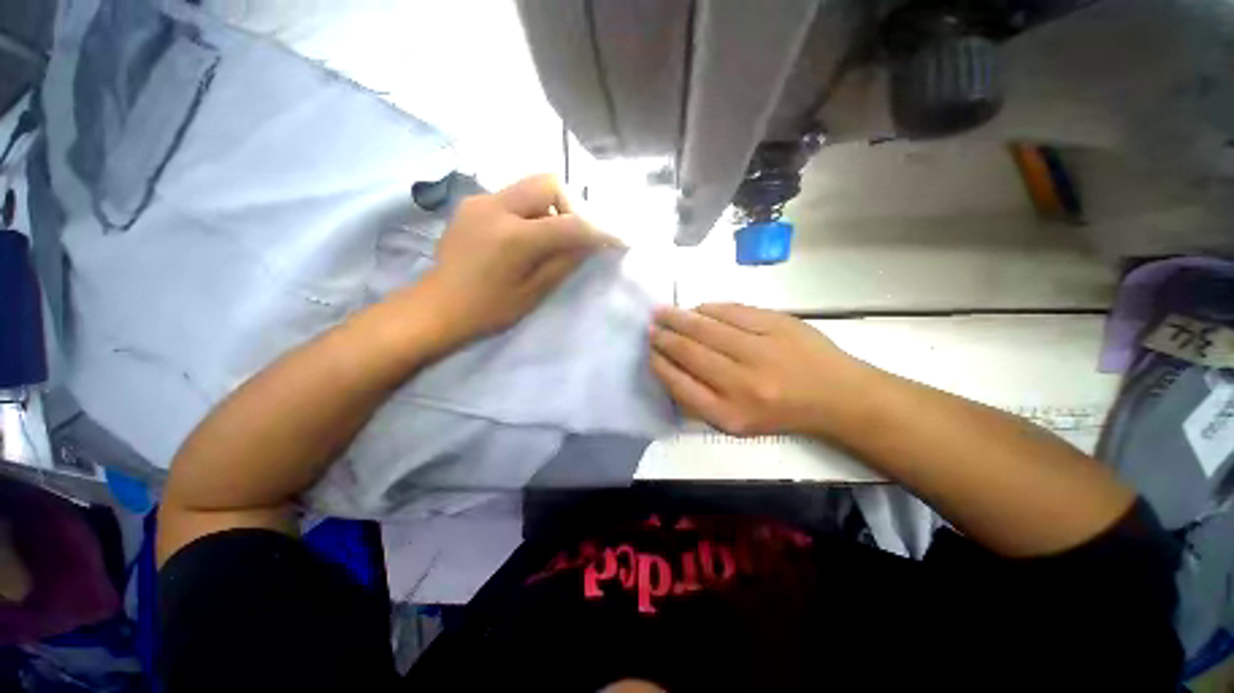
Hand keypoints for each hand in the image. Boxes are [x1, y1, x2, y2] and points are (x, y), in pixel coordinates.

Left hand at [412, 174, 620, 345]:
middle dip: (570, 206)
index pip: (570, 223)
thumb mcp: (533, 292)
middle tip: (572, 236)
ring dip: (549, 209)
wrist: (437, 307)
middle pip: (548, 183)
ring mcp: (480, 201)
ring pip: (530, 187)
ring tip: (546, 240)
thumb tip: (589, 243)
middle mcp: (496, 207)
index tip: (616, 240)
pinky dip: (529, 212)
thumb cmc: (488, 309)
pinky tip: (522, 238)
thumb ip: (564, 262)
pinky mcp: (471, 204)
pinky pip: (512, 197)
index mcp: (514, 238)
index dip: (598, 231)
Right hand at [650, 303, 868, 436]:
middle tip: (651, 326)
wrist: (838, 396)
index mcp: (730, 413)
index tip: (650, 352)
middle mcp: (742, 383)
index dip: (660, 364)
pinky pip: (732, 311)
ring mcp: (761, 350)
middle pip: (690, 352)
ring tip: (664, 312)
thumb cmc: (782, 413)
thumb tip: (670, 365)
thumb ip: (700, 399)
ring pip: (707, 327)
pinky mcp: (778, 325)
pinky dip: (709, 308)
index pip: (680, 384)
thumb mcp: (737, 421)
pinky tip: (698, 308)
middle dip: (664, 337)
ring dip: (680, 318)